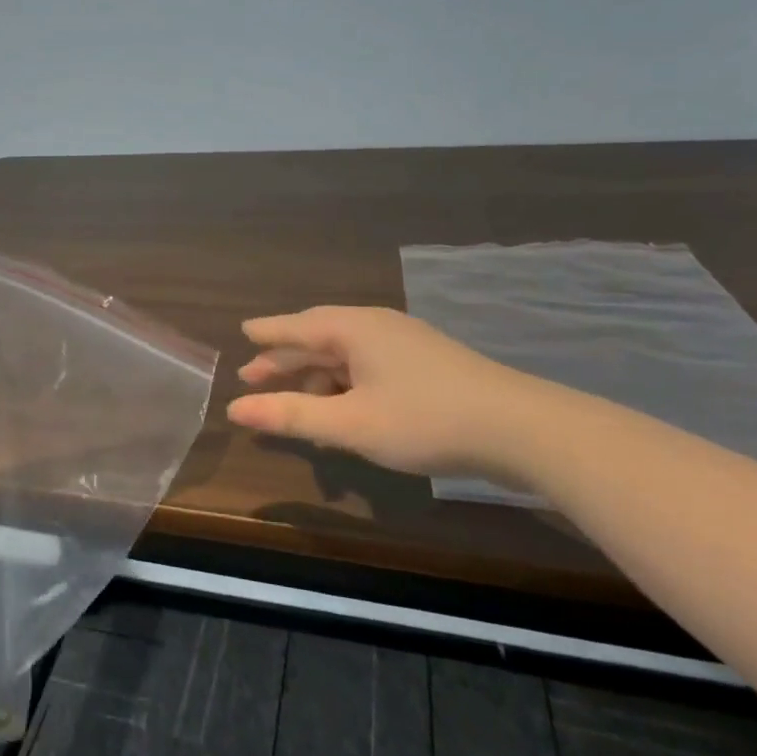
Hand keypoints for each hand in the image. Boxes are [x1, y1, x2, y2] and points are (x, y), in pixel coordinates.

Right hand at [227, 306, 553, 481]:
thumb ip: (291, 415)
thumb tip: (235, 410)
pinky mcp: (427, 365)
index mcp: (353, 328)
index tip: (242, 334)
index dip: (267, 333)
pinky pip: (369, 367)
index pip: (296, 326)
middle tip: (254, 376)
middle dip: (286, 359)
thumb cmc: (425, 420)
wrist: (521, 429)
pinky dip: (346, 385)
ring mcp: (405, 344)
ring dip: (317, 377)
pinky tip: (346, 411)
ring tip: (297, 403)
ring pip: (346, 355)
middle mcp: (376, 327)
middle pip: (319, 338)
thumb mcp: (350, 424)